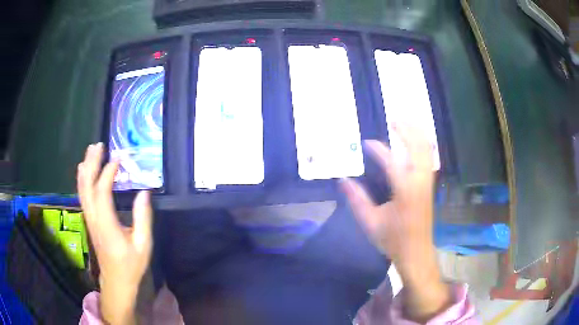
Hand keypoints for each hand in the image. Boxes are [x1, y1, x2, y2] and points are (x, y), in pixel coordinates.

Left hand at [77, 143, 152, 324]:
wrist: (116, 281)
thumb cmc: (131, 265)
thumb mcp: (143, 245)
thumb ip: (143, 218)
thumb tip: (144, 192)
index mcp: (107, 225)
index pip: (102, 193)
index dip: (108, 173)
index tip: (119, 158)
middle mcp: (94, 219)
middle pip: (87, 186)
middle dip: (92, 164)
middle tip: (99, 145)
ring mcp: (90, 219)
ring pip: (82, 189)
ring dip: (86, 168)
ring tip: (91, 151)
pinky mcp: (90, 220)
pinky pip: (83, 195)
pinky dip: (83, 179)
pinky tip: (85, 170)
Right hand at [341, 124, 449, 321]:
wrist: (416, 252)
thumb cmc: (393, 240)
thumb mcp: (370, 222)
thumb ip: (356, 200)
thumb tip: (342, 180)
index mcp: (404, 191)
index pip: (391, 161)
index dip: (378, 149)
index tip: (366, 143)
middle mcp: (419, 181)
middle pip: (418, 146)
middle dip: (407, 130)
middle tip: (394, 120)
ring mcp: (427, 182)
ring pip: (427, 150)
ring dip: (417, 134)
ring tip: (405, 124)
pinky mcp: (429, 185)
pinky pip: (429, 158)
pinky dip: (423, 145)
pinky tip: (415, 142)